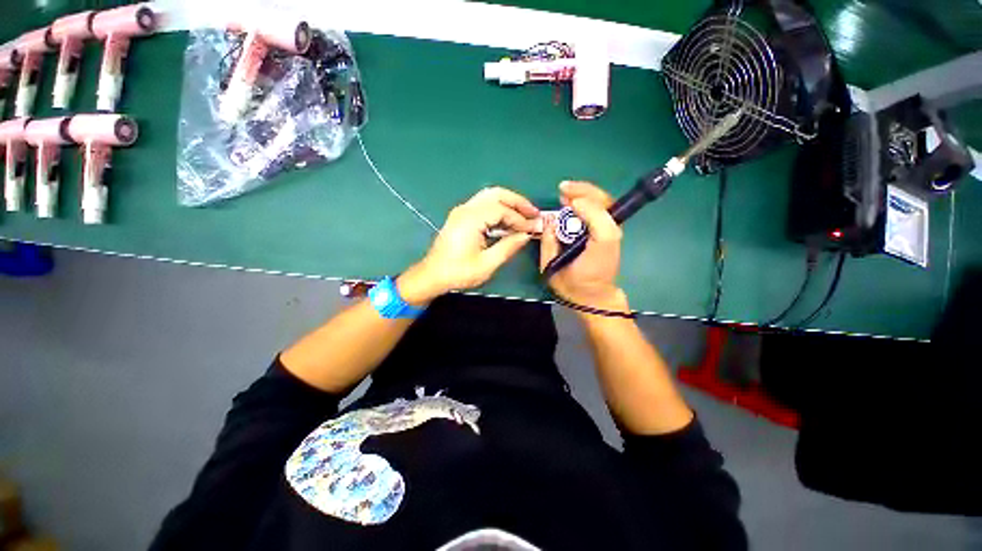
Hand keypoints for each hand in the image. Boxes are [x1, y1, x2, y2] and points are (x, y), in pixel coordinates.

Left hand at [398, 187, 539, 304]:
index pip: (501, 210)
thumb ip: (508, 247)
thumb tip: (526, 235)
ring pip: (489, 196)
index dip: (520, 218)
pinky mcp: (461, 216)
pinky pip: (483, 205)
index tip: (534, 227)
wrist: (432, 276)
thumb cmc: (458, 273)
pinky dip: (499, 209)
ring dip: (508, 203)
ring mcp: (462, 211)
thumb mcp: (487, 264)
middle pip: (496, 194)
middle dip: (517, 202)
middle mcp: (465, 209)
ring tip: (525, 214)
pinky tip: (508, 220)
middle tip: (534, 213)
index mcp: (470, 219)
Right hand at [540, 181, 628, 311]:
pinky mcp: (609, 232)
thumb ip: (548, 244)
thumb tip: (549, 221)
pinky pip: (601, 210)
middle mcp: (610, 234)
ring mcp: (612, 232)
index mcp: (599, 244)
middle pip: (604, 203)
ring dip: (586, 193)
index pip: (598, 217)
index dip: (583, 205)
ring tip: (566, 192)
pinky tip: (574, 201)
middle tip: (563, 189)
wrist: (592, 295)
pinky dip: (589, 201)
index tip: (566, 201)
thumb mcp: (553, 267)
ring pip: (605, 203)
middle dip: (584, 191)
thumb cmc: (572, 284)